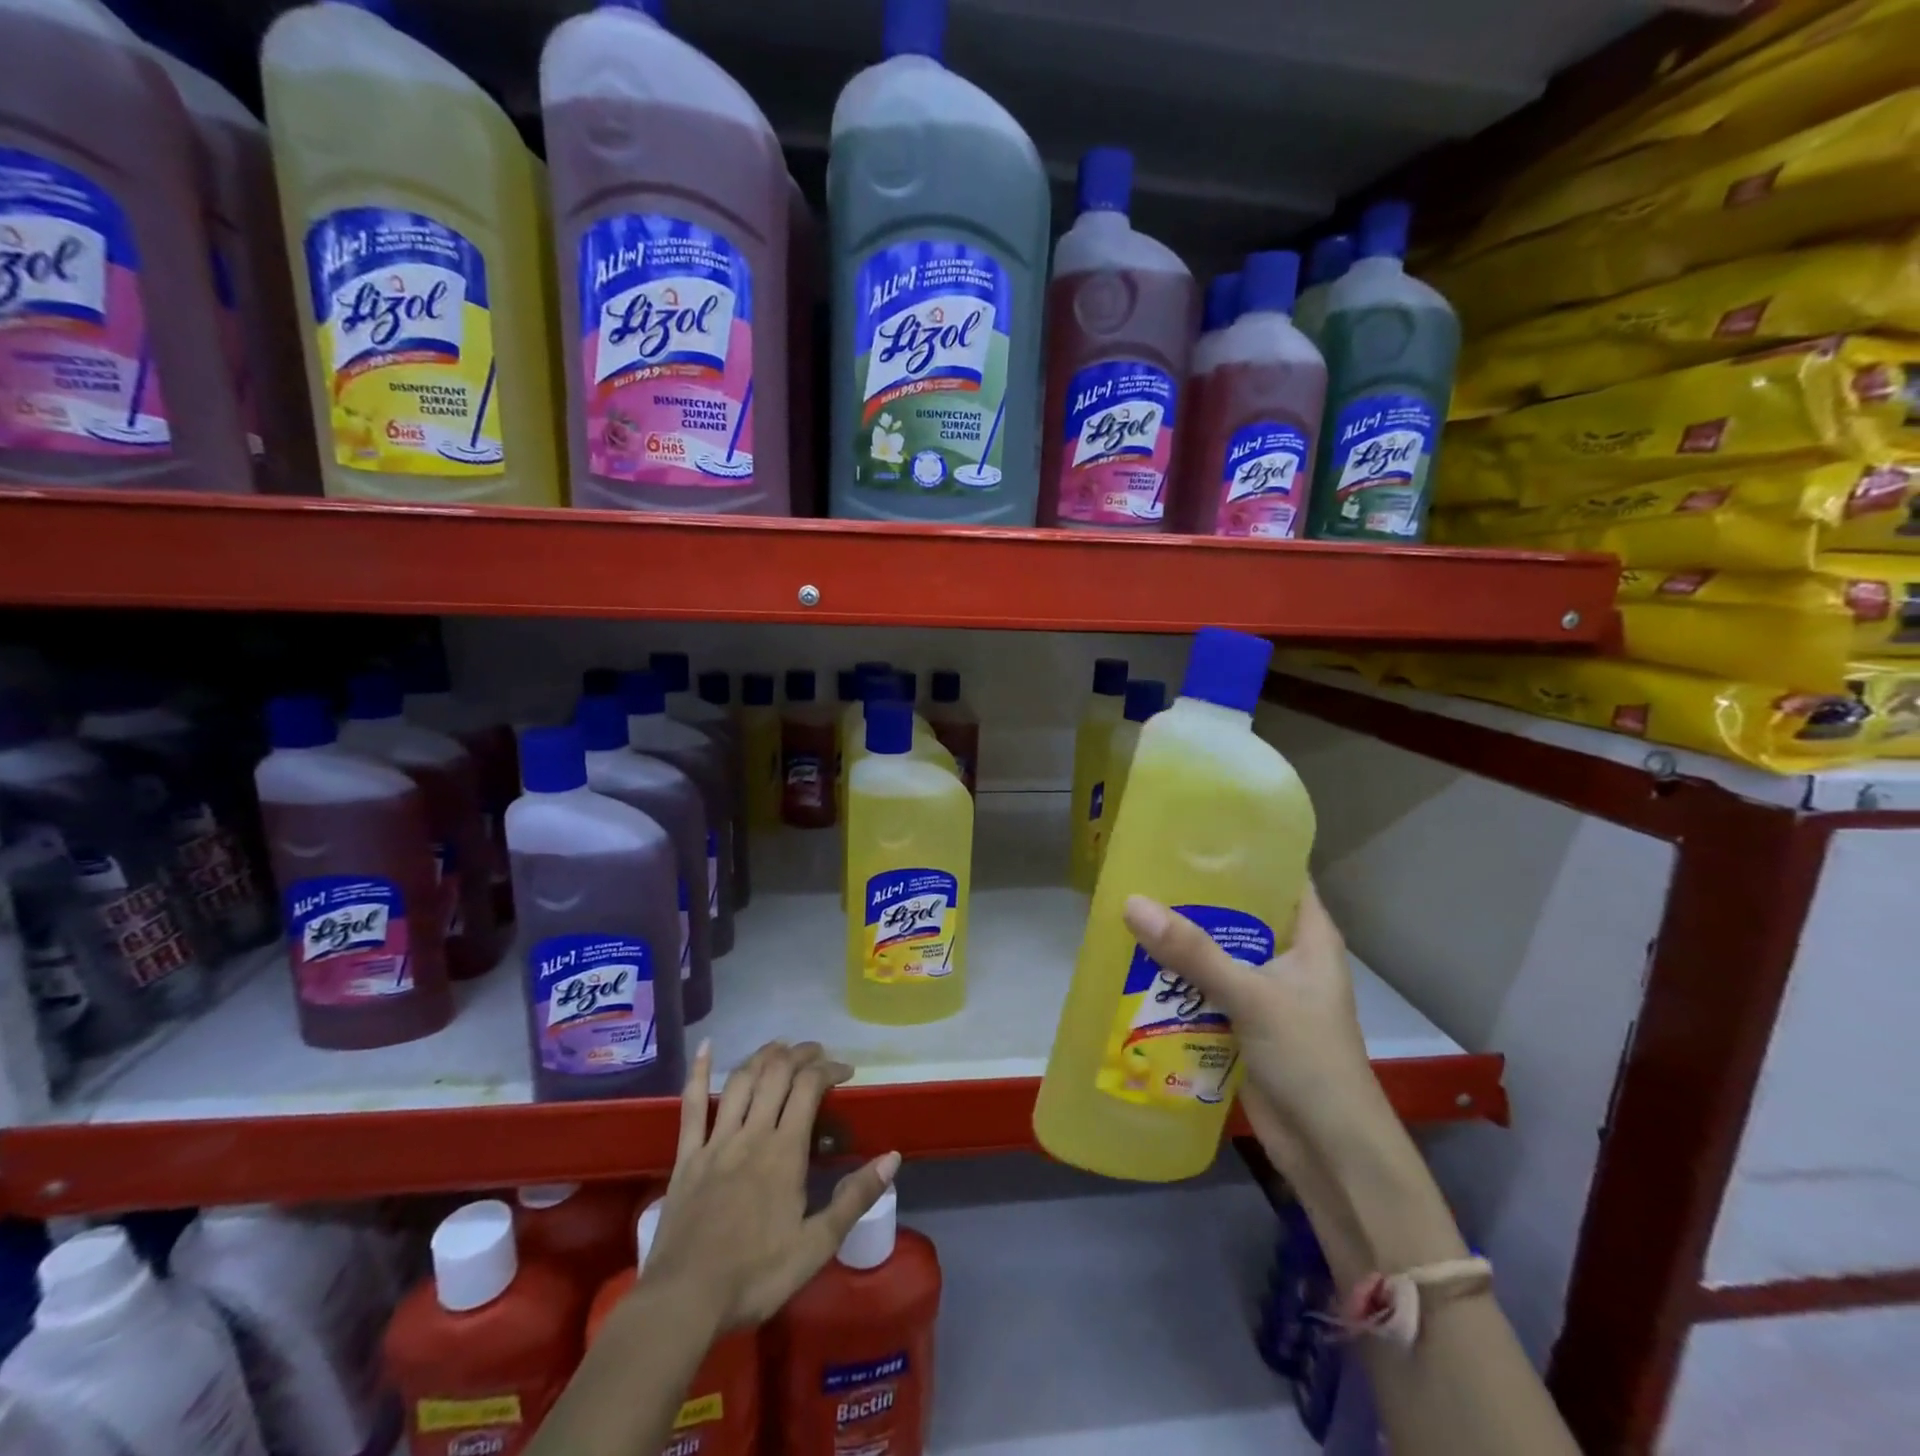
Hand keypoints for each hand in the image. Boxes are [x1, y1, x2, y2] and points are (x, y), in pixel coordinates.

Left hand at [641, 1039, 900, 1330]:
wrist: (684, 1301)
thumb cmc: (755, 1276)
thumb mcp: (817, 1245)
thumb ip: (855, 1197)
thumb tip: (893, 1157)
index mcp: (785, 1151)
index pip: (809, 1087)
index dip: (829, 1069)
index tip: (846, 1071)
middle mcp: (752, 1133)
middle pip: (776, 1074)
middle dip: (800, 1054)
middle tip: (817, 1052)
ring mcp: (715, 1142)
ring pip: (740, 1081)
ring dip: (762, 1056)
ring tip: (779, 1048)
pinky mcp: (687, 1157)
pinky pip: (691, 1106)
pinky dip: (697, 1072)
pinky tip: (705, 1048)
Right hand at [1120, 883, 1385, 1283]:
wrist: (1330, 1151)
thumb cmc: (1309, 1059)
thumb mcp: (1252, 995)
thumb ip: (1193, 952)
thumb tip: (1131, 903)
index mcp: (1309, 935)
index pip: (1278, 873)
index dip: (1242, 849)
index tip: (1193, 830)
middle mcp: (1287, 955)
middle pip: (1238, 912)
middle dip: (1195, 896)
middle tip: (1145, 869)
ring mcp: (1265, 990)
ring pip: (1216, 951)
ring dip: (1180, 940)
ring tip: (1130, 909)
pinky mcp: (1243, 1022)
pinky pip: (1204, 988)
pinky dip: (1177, 979)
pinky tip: (1137, 964)